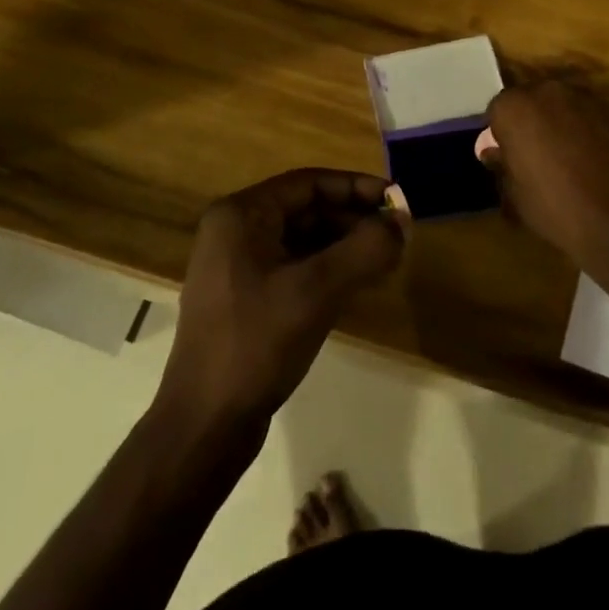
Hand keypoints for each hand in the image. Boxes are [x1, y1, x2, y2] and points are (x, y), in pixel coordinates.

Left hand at [157, 169, 404, 437]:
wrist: (204, 426)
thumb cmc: (257, 344)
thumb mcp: (318, 290)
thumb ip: (366, 249)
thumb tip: (404, 221)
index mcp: (241, 215)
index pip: (309, 183)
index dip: (357, 187)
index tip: (396, 200)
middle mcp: (235, 231)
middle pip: (307, 209)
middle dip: (354, 218)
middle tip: (398, 233)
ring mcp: (237, 266)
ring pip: (303, 239)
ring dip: (345, 244)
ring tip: (386, 257)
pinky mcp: (246, 298)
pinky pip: (295, 267)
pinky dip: (328, 268)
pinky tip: (358, 283)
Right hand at [482, 81, 608, 275]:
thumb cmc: (558, 208)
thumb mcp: (516, 196)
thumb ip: (502, 166)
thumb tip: (493, 152)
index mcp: (516, 107)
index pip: (498, 111)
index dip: (501, 135)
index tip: (508, 158)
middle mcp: (549, 91)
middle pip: (531, 101)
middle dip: (531, 123)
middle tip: (535, 158)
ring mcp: (586, 99)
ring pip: (562, 107)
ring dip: (560, 125)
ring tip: (567, 161)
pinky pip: (589, 117)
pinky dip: (586, 132)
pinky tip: (593, 163)